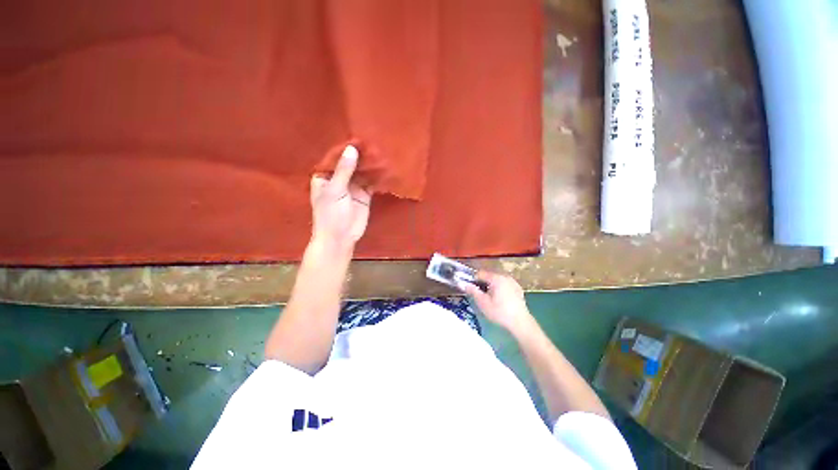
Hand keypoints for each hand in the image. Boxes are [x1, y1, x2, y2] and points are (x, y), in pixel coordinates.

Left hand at [310, 145, 370, 251]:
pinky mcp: (364, 195)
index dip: (343, 149)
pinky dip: (376, 177)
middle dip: (359, 156)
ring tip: (379, 151)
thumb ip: (344, 170)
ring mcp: (352, 188)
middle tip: (371, 142)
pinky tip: (383, 167)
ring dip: (369, 165)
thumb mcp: (335, 190)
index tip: (355, 137)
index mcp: (324, 177)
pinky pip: (371, 183)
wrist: (341, 237)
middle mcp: (339, 180)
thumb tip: (352, 149)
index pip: (334, 159)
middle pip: (349, 164)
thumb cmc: (331, 214)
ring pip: (361, 173)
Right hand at [461, 272, 534, 335]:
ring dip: (491, 286)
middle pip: (489, 276)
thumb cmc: (499, 312)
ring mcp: (513, 282)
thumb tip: (465, 284)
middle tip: (479, 295)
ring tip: (489, 298)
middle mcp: (505, 277)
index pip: (480, 273)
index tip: (471, 289)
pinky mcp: (518, 289)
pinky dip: (500, 289)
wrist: (520, 323)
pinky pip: (504, 285)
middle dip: (482, 283)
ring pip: (497, 280)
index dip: (473, 280)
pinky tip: (500, 300)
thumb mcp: (483, 303)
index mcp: (496, 278)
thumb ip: (473, 291)